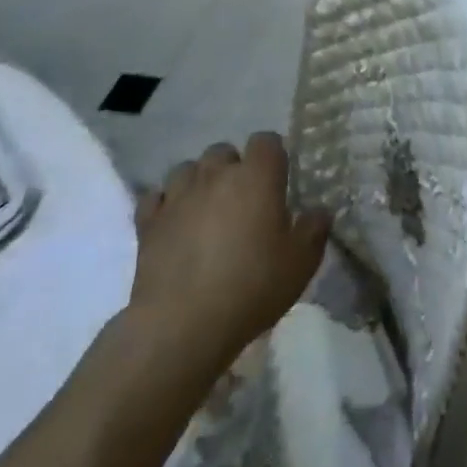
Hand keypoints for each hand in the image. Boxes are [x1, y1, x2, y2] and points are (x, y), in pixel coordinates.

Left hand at [126, 133, 328, 385]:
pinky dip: (165, 205)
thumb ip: (314, 229)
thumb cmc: (251, 286)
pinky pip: (155, 198)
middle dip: (233, 168)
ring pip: (187, 169)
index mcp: (257, 176)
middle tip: (243, 200)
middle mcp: (217, 175)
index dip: (273, 156)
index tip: (278, 181)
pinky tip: (174, 223)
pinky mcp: (148, 223)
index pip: (267, 140)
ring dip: (198, 182)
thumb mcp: (301, 262)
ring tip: (207, 210)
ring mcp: (178, 196)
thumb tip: (318, 212)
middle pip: (224, 151)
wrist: (181, 326)